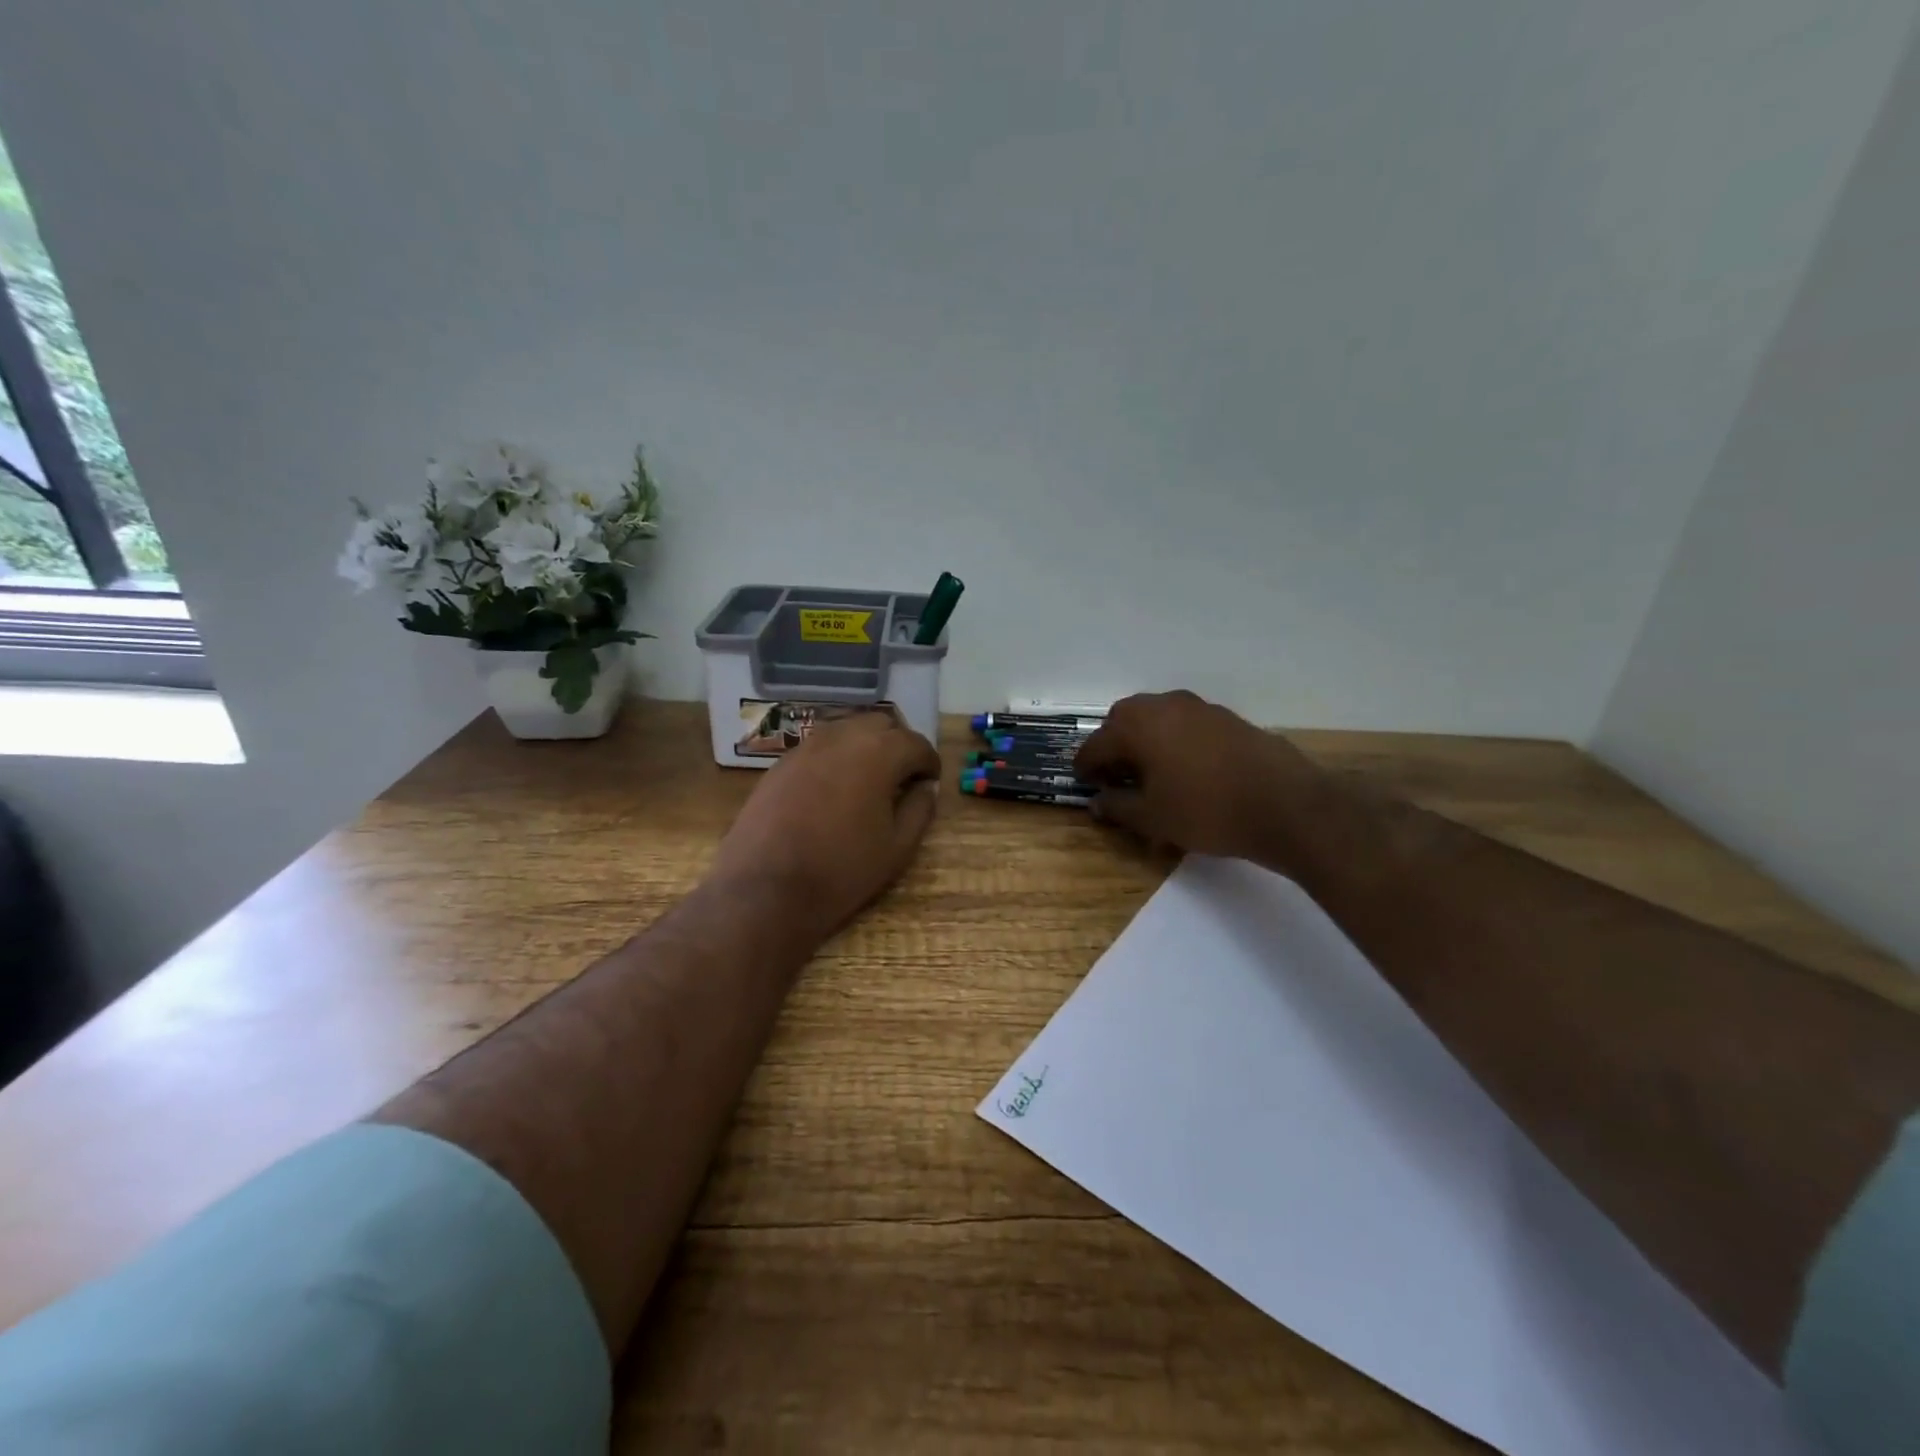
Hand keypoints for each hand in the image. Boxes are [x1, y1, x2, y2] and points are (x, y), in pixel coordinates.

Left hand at [708, 712, 940, 938]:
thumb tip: (925, 787)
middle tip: (903, 776)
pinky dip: (837, 755)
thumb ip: (920, 809)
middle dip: (898, 744)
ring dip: (866, 744)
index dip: (929, 763)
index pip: (916, 743)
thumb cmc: (841, 870)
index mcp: (879, 753)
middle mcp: (844, 736)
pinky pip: (821, 745)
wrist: (765, 889)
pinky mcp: (782, 761)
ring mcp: (808, 745)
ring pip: (848, 728)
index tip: (930, 781)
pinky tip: (835, 786)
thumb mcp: (897, 848)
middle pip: (882, 723)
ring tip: (870, 778)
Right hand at [1074, 690, 1322, 860]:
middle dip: (1113, 746)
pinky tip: (1185, 770)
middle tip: (1115, 776)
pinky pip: (1185, 725)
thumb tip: (1097, 801)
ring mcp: (1198, 708)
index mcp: (1137, 725)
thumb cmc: (1206, 811)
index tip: (1085, 785)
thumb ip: (1117, 806)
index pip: (1095, 744)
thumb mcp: (1152, 818)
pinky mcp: (1226, 718)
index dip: (1085, 767)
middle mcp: (1164, 706)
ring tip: (1150, 774)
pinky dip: (1173, 741)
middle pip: (1124, 720)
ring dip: (1144, 741)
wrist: (1285, 805)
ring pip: (1156, 718)